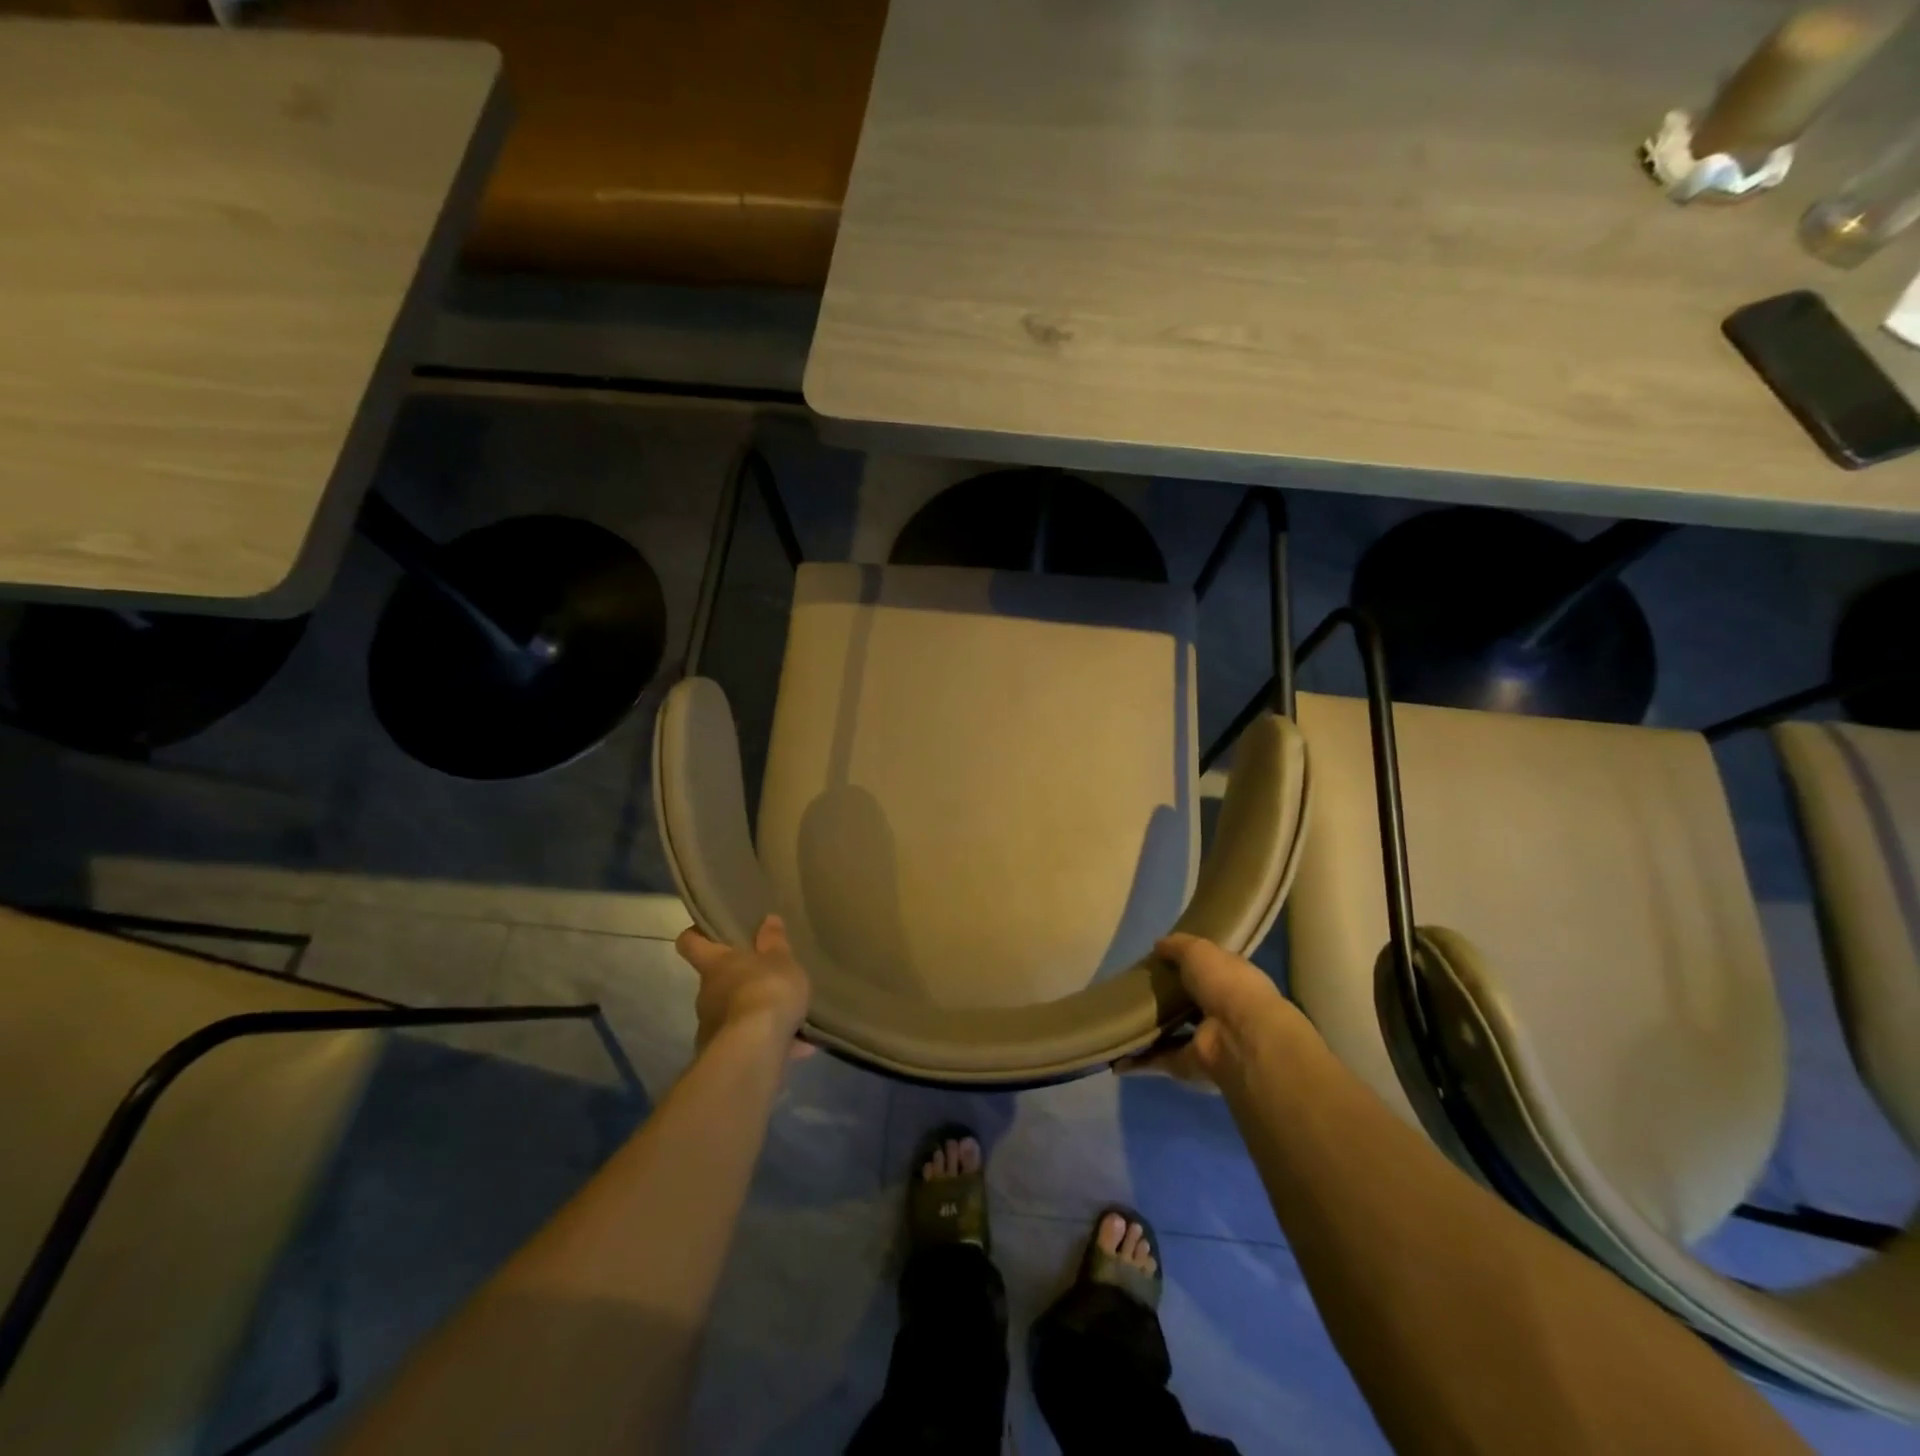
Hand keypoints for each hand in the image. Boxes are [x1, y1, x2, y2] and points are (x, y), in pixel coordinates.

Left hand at [675, 915, 812, 1057]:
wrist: (756, 1049)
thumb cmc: (767, 990)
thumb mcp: (781, 960)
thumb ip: (775, 942)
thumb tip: (768, 919)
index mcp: (716, 964)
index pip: (690, 943)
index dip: (696, 935)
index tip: (707, 931)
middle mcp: (706, 993)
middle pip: (715, 980)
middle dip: (737, 979)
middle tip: (765, 975)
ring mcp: (711, 1027)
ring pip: (731, 1012)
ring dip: (753, 1012)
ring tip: (786, 1015)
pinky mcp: (723, 1056)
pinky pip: (747, 1041)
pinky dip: (766, 1041)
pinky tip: (797, 1046)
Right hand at [1119, 933, 1306, 1087]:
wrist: (1239, 1037)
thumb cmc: (1225, 984)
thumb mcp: (1199, 951)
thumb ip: (1178, 946)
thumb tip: (1159, 945)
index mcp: (1232, 982)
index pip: (1208, 972)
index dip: (1186, 966)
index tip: (1159, 961)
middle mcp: (1222, 1013)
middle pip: (1189, 1005)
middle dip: (1165, 1000)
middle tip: (1132, 990)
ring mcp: (1206, 1042)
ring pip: (1173, 1035)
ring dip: (1150, 1032)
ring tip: (1118, 1021)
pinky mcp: (1189, 1067)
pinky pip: (1159, 1061)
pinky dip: (1138, 1061)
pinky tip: (1115, 1056)